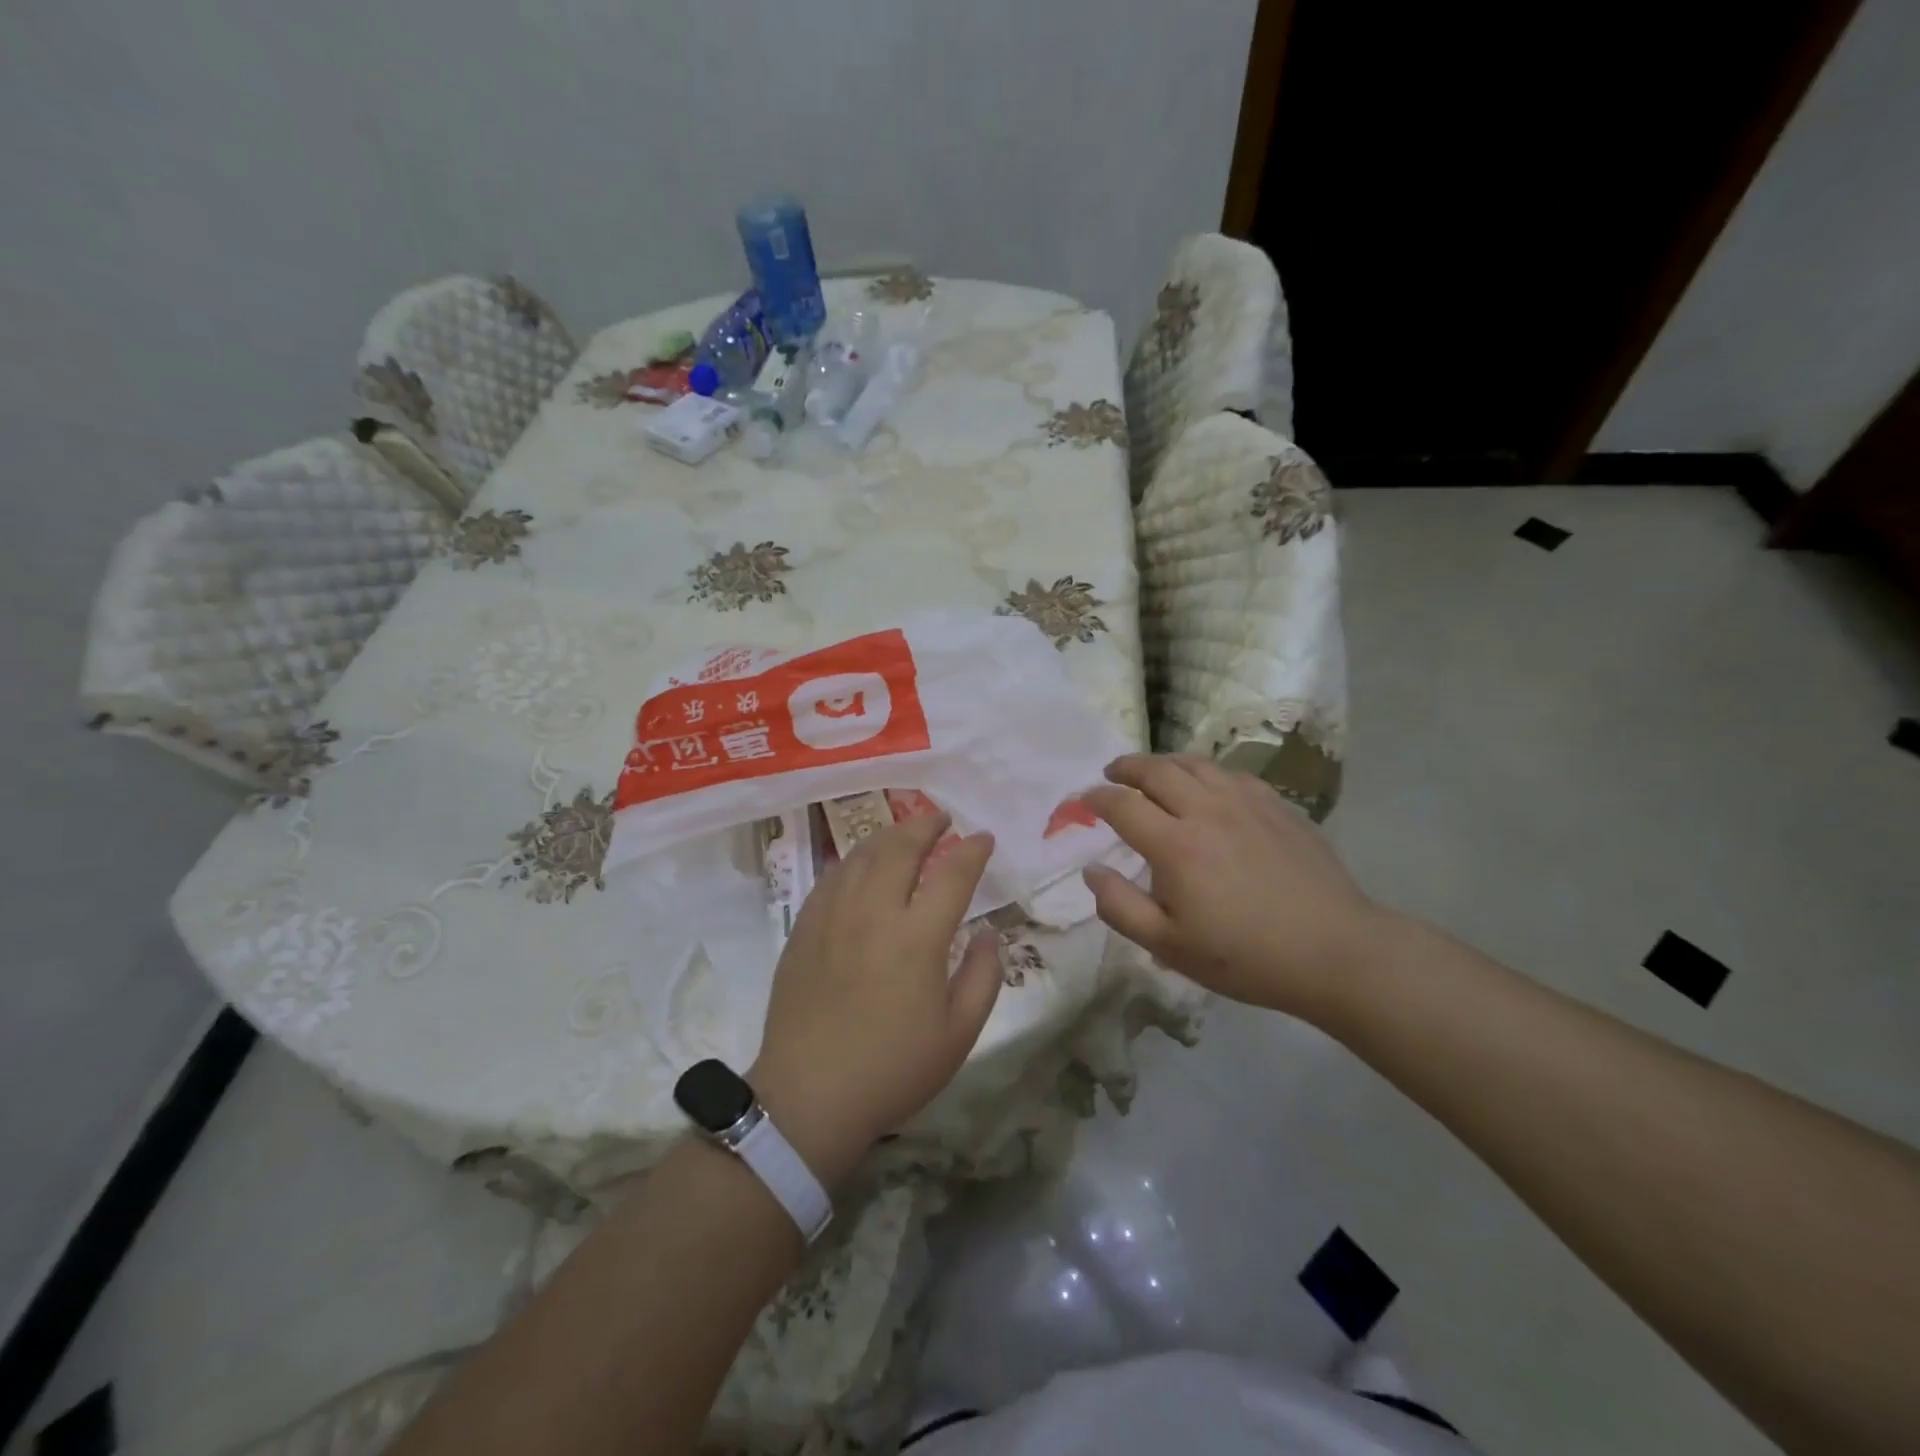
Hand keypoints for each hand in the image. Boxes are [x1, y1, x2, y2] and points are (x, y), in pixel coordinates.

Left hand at [750, 814, 1001, 1186]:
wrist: (809, 1097)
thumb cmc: (893, 1070)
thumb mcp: (959, 1034)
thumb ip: (983, 976)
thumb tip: (990, 932)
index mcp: (918, 937)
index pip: (952, 874)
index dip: (972, 850)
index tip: (983, 837)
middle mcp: (874, 913)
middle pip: (900, 849)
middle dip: (925, 826)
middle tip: (941, 818)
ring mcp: (833, 917)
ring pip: (861, 856)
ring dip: (888, 836)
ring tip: (905, 832)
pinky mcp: (804, 928)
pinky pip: (831, 878)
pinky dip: (853, 860)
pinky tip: (860, 864)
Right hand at [1081, 753, 1383, 1020]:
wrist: (1334, 950)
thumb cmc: (1245, 956)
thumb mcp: (1169, 945)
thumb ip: (1120, 906)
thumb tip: (1091, 870)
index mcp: (1175, 844)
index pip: (1122, 804)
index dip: (1096, 798)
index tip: (1083, 800)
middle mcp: (1206, 810)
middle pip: (1156, 770)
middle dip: (1126, 767)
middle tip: (1112, 772)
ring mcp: (1246, 803)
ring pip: (1195, 764)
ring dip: (1164, 762)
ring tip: (1152, 771)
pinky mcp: (1276, 806)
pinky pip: (1231, 774)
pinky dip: (1205, 772)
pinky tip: (1207, 785)